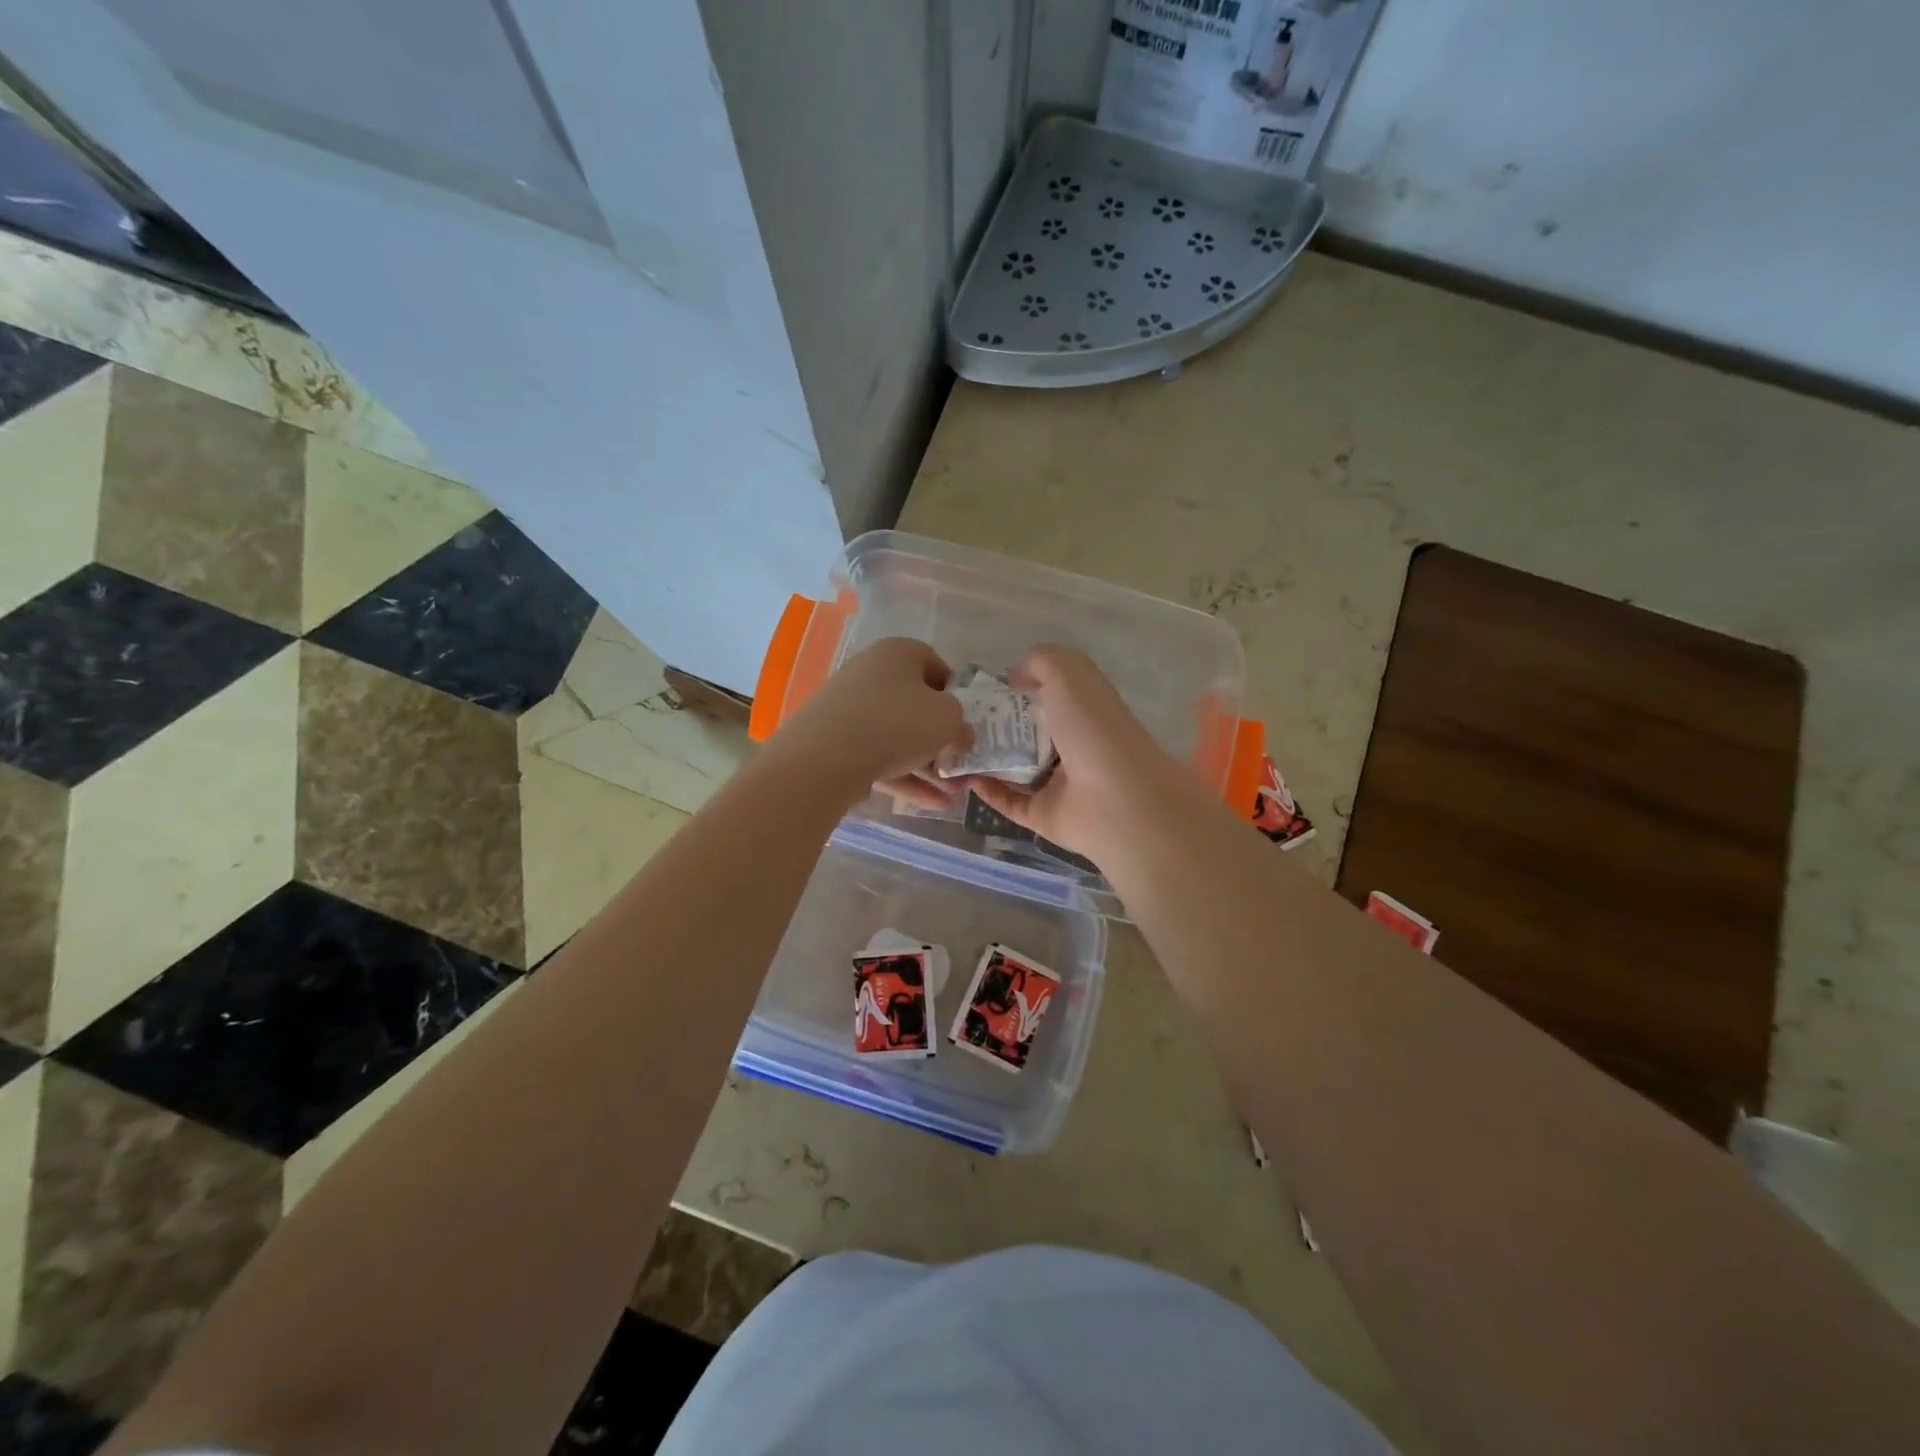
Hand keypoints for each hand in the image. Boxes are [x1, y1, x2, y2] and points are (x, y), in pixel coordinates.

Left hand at [764, 637, 966, 808]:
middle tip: (961, 766)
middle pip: (915, 705)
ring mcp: (849, 709)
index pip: (936, 667)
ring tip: (952, 795)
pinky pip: (878, 757)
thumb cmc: (896, 723)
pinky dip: (905, 778)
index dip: (955, 695)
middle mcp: (871, 673)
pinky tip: (931, 804)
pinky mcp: (835, 742)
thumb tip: (959, 735)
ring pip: (898, 736)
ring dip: (928, 766)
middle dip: (941, 740)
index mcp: (898, 653)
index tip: (964, 723)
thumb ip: (961, 725)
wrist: (823, 758)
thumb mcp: (947, 719)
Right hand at [964, 645, 1195, 863]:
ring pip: (1017, 770)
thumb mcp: (1069, 674)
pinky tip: (965, 777)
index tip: (985, 687)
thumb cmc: (1094, 729)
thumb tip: (1016, 678)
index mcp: (1086, 711)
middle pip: (1030, 733)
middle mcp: (1075, 746)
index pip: (1051, 696)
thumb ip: (1041, 662)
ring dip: (987, 759)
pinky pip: (1011, 802)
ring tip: (953, 747)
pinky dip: (988, 792)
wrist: (1116, 800)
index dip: (1021, 688)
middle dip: (997, 725)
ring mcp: (1061, 785)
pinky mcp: (1046, 816)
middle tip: (960, 718)